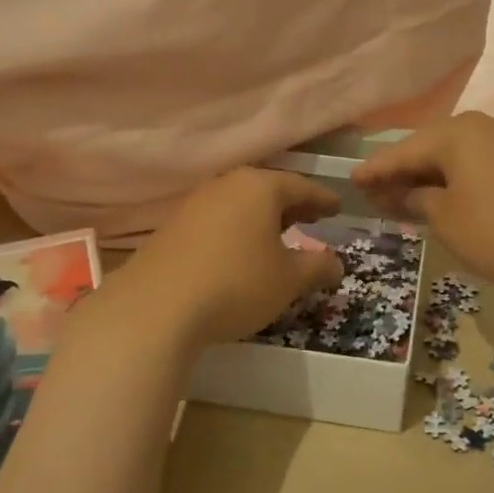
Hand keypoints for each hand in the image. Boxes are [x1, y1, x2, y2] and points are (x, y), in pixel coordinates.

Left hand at [120, 168, 345, 348]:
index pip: (301, 186)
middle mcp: (227, 184)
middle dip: (293, 205)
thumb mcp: (288, 280)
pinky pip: (218, 218)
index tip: (338, 208)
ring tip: (278, 236)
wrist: (155, 308)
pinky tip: (240, 251)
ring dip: (263, 217)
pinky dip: (238, 228)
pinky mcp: (173, 226)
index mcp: (260, 187)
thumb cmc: (236, 284)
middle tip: (313, 218)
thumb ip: (317, 267)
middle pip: (268, 189)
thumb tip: (336, 263)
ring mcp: (196, 203)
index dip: (322, 199)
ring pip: (241, 203)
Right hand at [352, 113, 493, 287]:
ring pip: (452, 154)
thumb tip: (403, 192)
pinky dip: (454, 177)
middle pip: (428, 147)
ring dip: (428, 175)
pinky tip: (443, 195)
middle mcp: (478, 125)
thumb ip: (417, 200)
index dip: (375, 169)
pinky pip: (474, 160)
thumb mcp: (448, 219)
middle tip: (373, 193)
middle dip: (401, 171)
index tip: (350, 180)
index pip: (403, 151)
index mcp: (455, 133)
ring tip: (403, 197)